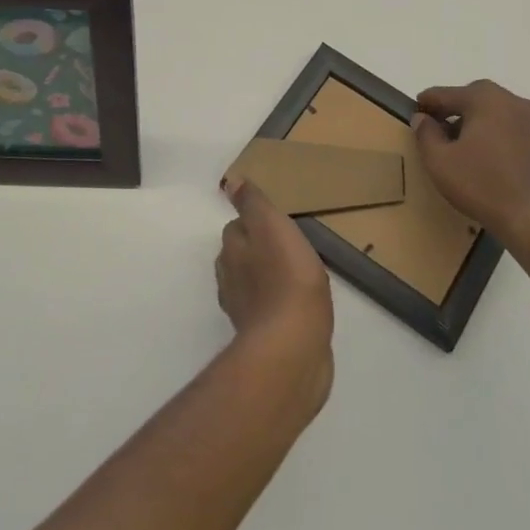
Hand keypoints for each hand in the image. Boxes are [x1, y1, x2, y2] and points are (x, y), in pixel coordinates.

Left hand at [217, 177, 333, 408]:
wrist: (293, 346)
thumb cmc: (286, 278)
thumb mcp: (272, 227)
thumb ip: (253, 204)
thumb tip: (230, 182)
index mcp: (231, 252)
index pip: (235, 228)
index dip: (254, 223)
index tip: (275, 222)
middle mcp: (230, 280)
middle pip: (240, 257)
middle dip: (258, 250)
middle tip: (288, 246)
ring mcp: (245, 312)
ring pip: (252, 285)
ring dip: (267, 278)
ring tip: (296, 273)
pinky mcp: (263, 338)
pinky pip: (269, 312)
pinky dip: (279, 305)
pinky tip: (299, 305)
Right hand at [412, 80, 529, 268]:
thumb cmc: (481, 184)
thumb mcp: (439, 160)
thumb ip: (425, 133)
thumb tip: (422, 118)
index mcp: (485, 98)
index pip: (445, 94)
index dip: (425, 104)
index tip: (412, 115)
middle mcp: (509, 99)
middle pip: (470, 97)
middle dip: (449, 110)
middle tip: (432, 128)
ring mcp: (528, 118)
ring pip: (489, 109)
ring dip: (469, 120)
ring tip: (453, 143)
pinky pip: (504, 123)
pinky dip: (488, 130)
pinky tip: (477, 152)